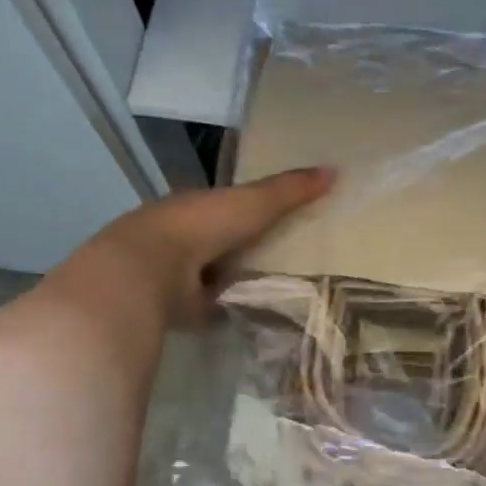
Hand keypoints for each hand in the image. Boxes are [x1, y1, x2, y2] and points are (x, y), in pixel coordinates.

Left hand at [84, 167, 333, 327]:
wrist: (150, 271)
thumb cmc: (201, 226)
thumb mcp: (254, 202)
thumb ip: (290, 189)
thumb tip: (335, 169)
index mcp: (195, 205)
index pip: (226, 205)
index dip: (249, 211)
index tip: (279, 221)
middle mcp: (181, 237)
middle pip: (221, 242)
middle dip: (244, 250)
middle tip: (289, 261)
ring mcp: (174, 274)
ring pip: (213, 276)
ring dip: (235, 282)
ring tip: (278, 291)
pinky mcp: (175, 307)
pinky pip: (209, 308)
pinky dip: (226, 311)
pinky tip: (254, 316)